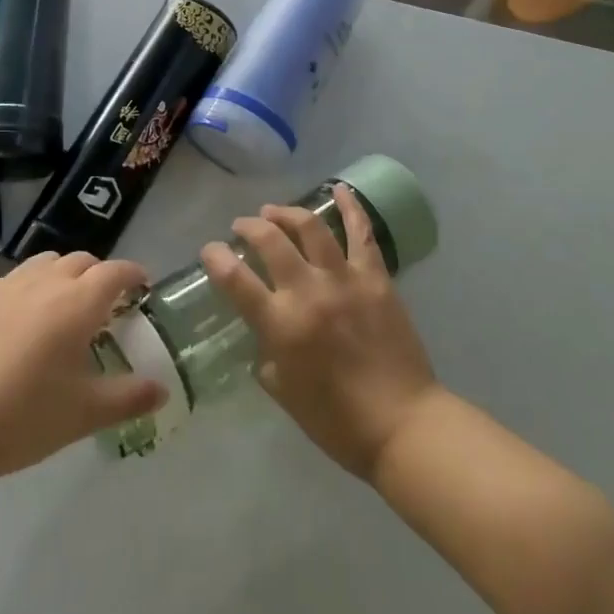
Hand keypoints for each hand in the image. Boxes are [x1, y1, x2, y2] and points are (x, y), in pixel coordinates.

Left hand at [0, 252, 165, 489]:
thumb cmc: (23, 418)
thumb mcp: (84, 414)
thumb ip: (128, 398)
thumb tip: (161, 390)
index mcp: (77, 303)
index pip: (115, 272)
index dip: (133, 274)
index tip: (142, 286)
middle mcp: (43, 282)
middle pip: (79, 261)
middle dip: (97, 275)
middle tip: (102, 306)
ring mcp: (2, 287)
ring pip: (41, 265)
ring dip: (59, 276)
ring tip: (58, 308)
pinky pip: (7, 283)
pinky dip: (22, 293)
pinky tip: (12, 326)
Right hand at [202, 183, 439, 480]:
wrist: (403, 424)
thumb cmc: (337, 421)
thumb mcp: (284, 393)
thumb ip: (267, 355)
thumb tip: (265, 334)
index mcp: (281, 325)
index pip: (235, 279)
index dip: (216, 258)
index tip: (210, 250)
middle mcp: (309, 292)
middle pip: (270, 241)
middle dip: (249, 227)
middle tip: (243, 227)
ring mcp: (345, 280)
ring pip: (310, 227)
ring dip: (287, 212)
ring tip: (274, 212)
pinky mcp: (376, 277)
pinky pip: (361, 233)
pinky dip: (350, 207)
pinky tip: (339, 189)